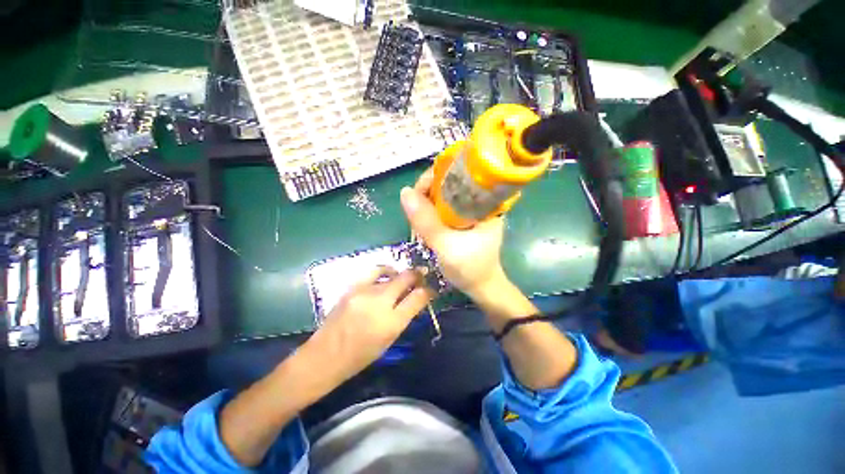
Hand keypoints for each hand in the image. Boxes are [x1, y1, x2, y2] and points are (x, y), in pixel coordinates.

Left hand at [310, 267, 432, 379]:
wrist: (326, 355)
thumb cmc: (360, 356)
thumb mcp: (389, 339)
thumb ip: (404, 316)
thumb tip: (416, 298)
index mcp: (392, 323)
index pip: (418, 298)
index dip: (428, 291)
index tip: (431, 289)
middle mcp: (380, 303)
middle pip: (406, 278)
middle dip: (418, 276)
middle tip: (422, 277)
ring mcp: (365, 291)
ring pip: (392, 273)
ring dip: (402, 274)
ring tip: (404, 277)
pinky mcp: (353, 286)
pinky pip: (374, 271)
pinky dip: (385, 271)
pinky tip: (387, 274)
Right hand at [401, 168, 506, 299]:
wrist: (481, 287)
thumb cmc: (470, 268)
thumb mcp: (446, 245)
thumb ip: (426, 221)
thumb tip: (405, 192)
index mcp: (486, 201)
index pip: (459, 173)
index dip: (434, 177)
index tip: (417, 193)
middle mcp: (479, 200)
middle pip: (448, 182)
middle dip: (427, 193)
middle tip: (415, 210)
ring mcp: (470, 209)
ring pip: (443, 195)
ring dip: (426, 203)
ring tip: (417, 219)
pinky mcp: (462, 218)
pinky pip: (442, 206)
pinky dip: (430, 212)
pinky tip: (423, 222)